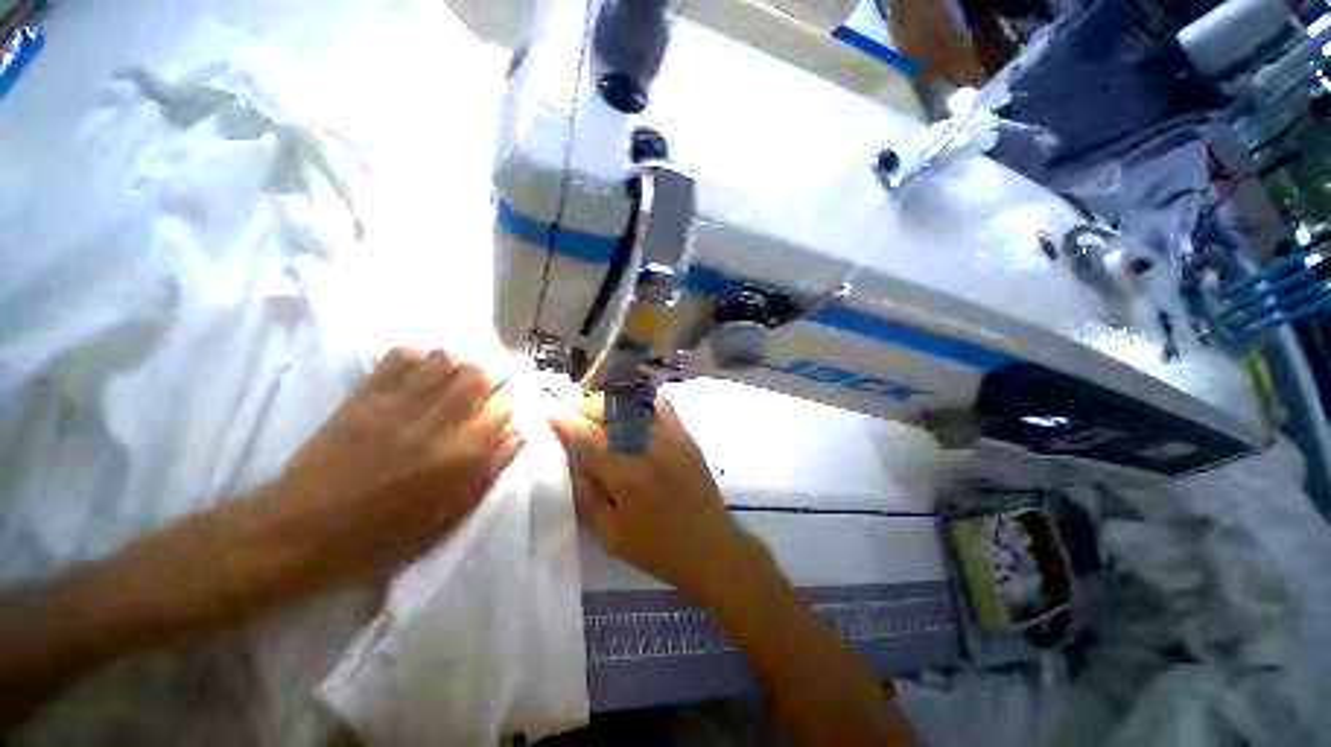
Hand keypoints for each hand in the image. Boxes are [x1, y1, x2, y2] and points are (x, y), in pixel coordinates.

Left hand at [241, 347, 520, 600]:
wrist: (301, 531)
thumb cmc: (383, 535)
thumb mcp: (449, 517)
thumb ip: (488, 472)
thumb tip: (514, 436)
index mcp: (461, 456)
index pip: (504, 406)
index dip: (514, 399)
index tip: (512, 402)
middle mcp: (436, 422)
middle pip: (479, 374)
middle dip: (494, 374)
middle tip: (491, 384)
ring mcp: (398, 404)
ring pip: (445, 358)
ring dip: (461, 362)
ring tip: (459, 375)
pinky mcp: (366, 395)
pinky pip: (401, 356)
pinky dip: (420, 356)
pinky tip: (423, 370)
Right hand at [546, 393, 756, 600]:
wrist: (711, 548)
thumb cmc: (658, 549)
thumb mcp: (610, 535)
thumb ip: (586, 496)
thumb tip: (571, 462)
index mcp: (623, 475)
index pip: (584, 436)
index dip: (562, 418)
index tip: (546, 404)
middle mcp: (645, 447)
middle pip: (606, 412)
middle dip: (582, 405)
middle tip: (570, 408)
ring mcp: (669, 437)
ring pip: (631, 404)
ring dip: (608, 403)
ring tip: (596, 409)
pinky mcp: (685, 435)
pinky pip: (661, 405)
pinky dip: (641, 402)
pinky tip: (631, 409)